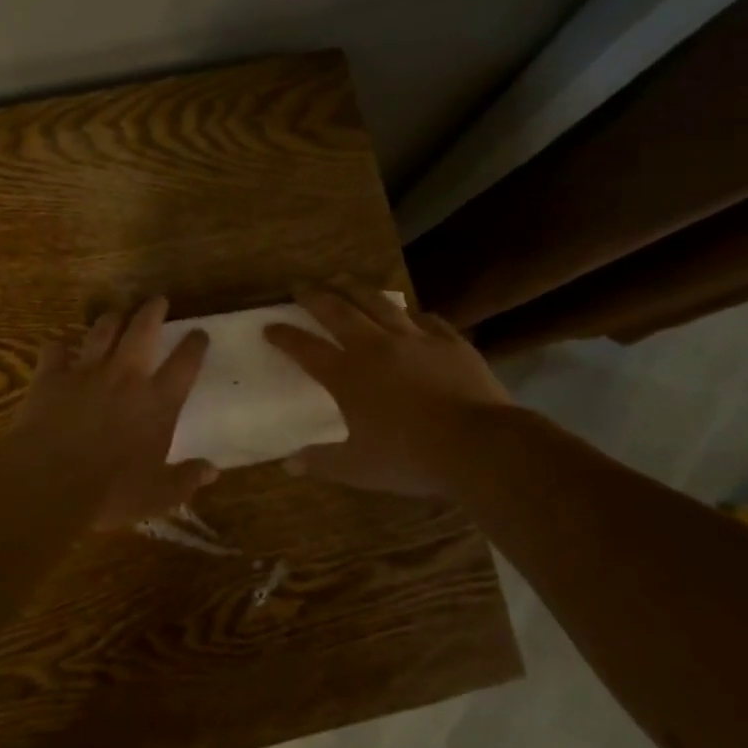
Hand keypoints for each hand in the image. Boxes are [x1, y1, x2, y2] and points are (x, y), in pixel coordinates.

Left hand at [6, 298, 216, 530]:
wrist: (49, 482)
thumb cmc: (111, 492)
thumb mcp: (158, 495)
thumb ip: (186, 479)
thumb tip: (213, 470)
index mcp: (158, 402)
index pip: (185, 363)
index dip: (194, 345)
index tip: (199, 333)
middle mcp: (126, 377)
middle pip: (143, 330)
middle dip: (153, 311)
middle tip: (158, 300)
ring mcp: (86, 371)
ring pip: (102, 331)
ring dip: (111, 319)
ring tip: (116, 314)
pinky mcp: (51, 376)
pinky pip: (54, 350)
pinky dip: (58, 347)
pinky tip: (59, 347)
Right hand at [264, 284, 516, 497]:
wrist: (479, 445)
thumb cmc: (411, 458)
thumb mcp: (358, 468)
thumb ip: (321, 462)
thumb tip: (288, 464)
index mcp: (348, 376)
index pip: (306, 349)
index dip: (285, 336)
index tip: (269, 326)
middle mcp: (376, 347)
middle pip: (338, 311)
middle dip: (315, 296)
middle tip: (300, 285)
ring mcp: (415, 340)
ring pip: (379, 303)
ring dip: (357, 289)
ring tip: (343, 279)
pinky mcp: (450, 342)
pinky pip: (426, 319)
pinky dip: (412, 314)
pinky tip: (410, 313)